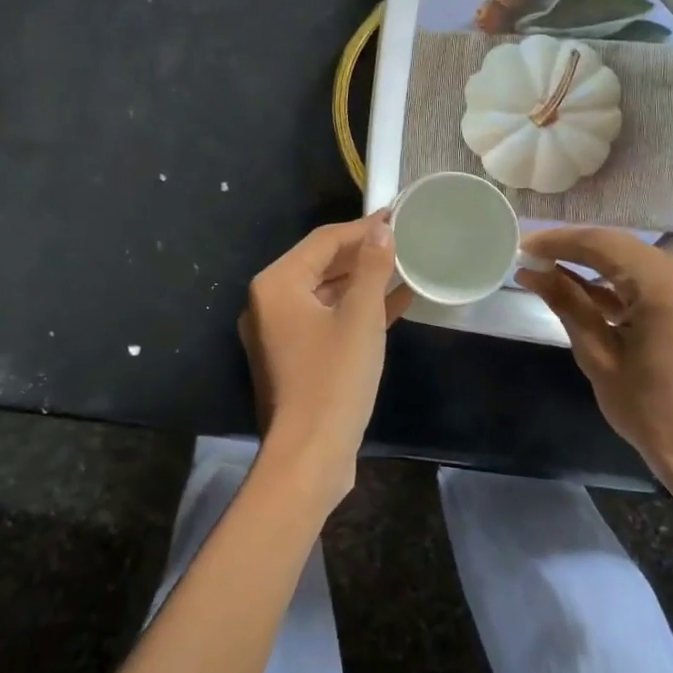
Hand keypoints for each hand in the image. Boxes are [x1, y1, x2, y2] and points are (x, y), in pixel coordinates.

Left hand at [238, 213, 414, 506]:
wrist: (309, 456)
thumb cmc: (334, 378)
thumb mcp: (361, 316)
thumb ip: (372, 267)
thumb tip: (381, 230)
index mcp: (276, 285)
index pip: (323, 241)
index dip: (362, 227)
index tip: (396, 216)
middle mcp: (269, 303)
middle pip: (321, 265)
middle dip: (363, 254)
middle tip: (402, 240)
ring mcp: (279, 333)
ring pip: (326, 294)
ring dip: (363, 282)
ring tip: (403, 267)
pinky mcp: (294, 358)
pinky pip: (327, 321)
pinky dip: (356, 312)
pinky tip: (395, 304)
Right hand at [515, 227, 672, 492]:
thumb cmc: (649, 410)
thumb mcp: (598, 355)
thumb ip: (566, 303)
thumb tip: (530, 270)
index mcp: (664, 286)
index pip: (601, 245)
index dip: (558, 241)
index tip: (522, 247)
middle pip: (617, 246)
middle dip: (572, 248)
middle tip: (530, 255)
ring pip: (631, 259)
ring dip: (590, 263)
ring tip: (546, 268)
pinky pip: (647, 278)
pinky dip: (614, 281)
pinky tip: (577, 285)